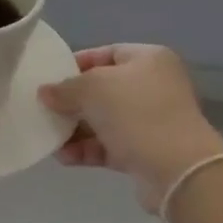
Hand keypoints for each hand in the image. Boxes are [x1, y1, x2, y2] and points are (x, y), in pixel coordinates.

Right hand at [38, 44, 222, 212]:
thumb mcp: (92, 88)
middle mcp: (154, 86)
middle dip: (73, 101)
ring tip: (50, 138)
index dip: (76, 63)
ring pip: (105, 119)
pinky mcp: (147, 151)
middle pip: (103, 89)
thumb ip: (64, 88)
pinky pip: (110, 145)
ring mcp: (152, 120)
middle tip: (45, 108)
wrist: (178, 170)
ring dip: (76, 129)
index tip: (51, 77)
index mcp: (148, 59)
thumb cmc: (136, 113)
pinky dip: (87, 149)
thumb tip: (45, 92)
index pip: (106, 53)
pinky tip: (64, 157)